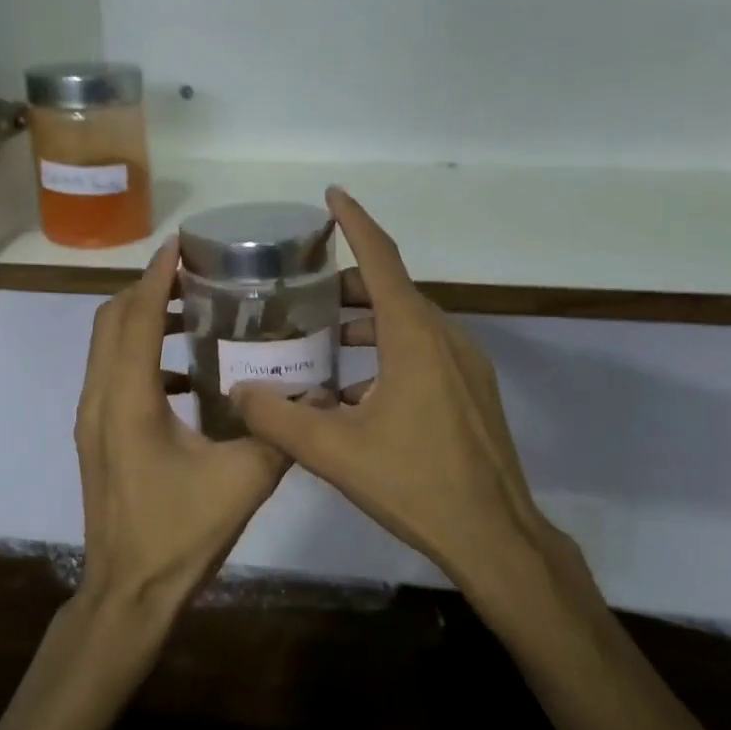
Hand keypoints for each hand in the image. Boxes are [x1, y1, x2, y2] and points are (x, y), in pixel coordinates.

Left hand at [76, 237, 289, 610]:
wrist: (128, 593)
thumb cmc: (180, 534)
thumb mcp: (243, 481)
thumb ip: (281, 433)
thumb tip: (313, 396)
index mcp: (129, 400)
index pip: (137, 318)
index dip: (157, 277)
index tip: (182, 245)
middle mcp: (99, 399)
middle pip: (111, 321)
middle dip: (146, 288)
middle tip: (192, 273)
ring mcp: (91, 419)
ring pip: (105, 347)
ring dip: (139, 319)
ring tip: (188, 310)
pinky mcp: (96, 437)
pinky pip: (111, 375)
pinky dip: (139, 355)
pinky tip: (186, 374)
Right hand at [231, 188, 566, 597]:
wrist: (493, 535)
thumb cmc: (414, 484)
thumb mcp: (333, 452)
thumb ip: (278, 419)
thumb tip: (237, 394)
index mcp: (414, 337)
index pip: (381, 259)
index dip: (355, 222)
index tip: (332, 194)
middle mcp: (445, 338)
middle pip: (393, 290)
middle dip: (350, 283)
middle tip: (305, 290)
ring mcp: (466, 365)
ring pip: (410, 322)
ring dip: (369, 320)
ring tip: (325, 337)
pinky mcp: (472, 391)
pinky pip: (425, 351)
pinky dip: (389, 349)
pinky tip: (359, 389)